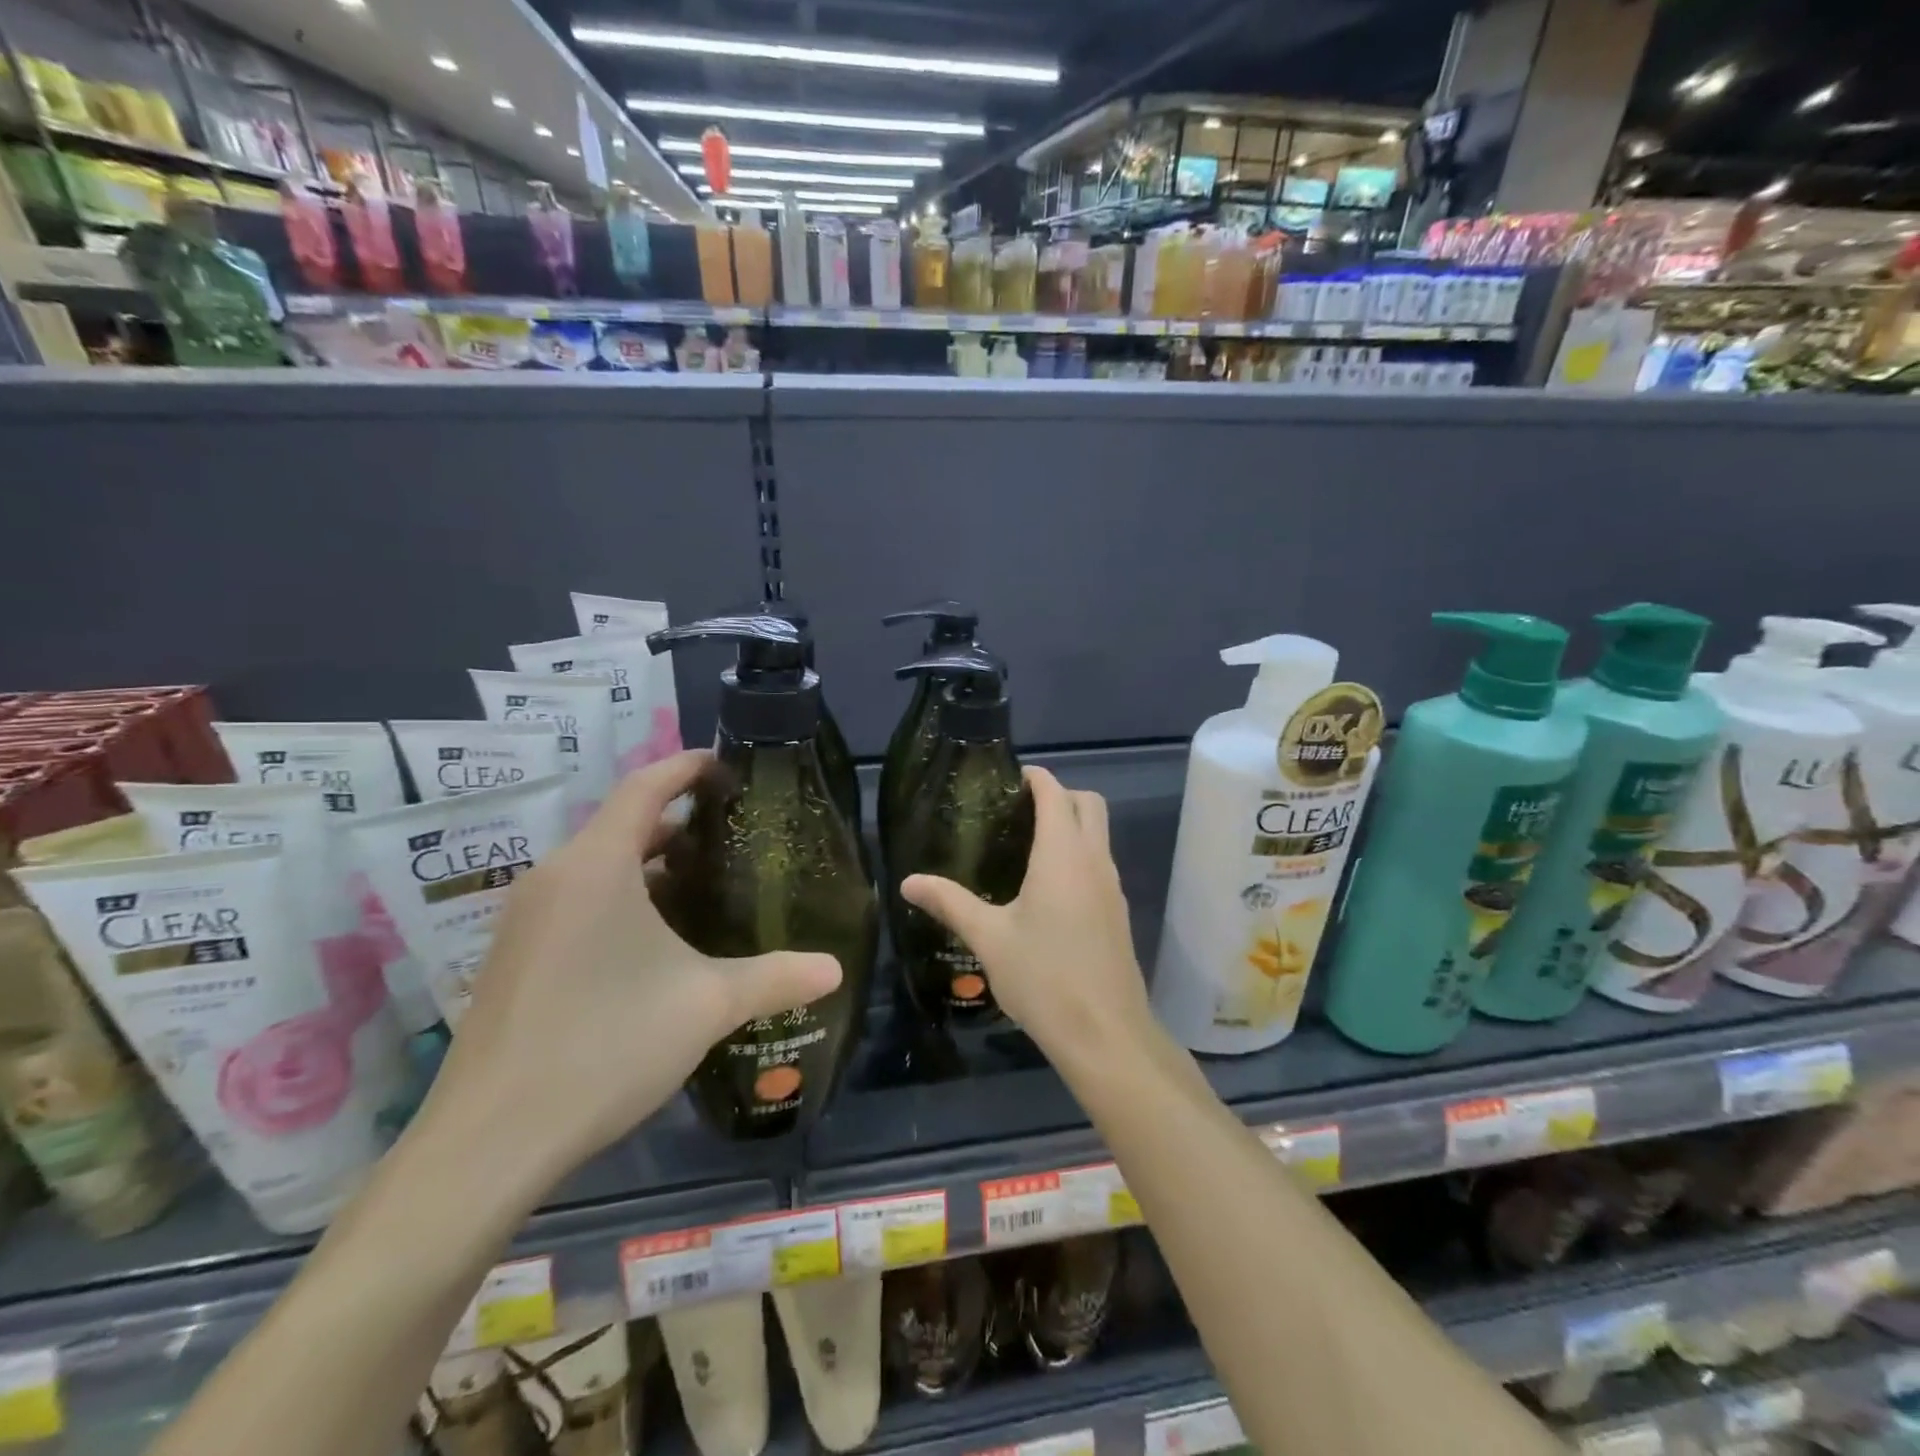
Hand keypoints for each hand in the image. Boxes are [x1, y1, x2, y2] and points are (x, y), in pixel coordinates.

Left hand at [424, 751, 842, 1187]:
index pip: (644, 786)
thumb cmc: (604, 1045)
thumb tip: (835, 969)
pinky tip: (656, 939)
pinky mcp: (514, 957)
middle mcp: (554, 878)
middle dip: (677, 819)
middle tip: (733, 831)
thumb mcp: (706, 1005)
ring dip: (649, 862)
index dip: (686, 767)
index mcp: (595, 865)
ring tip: (704, 880)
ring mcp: (526, 919)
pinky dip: (621, 896)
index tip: (727, 765)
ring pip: (598, 865)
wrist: (488, 1142)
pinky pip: (577, 900)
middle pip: (621, 823)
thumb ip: (775, 978)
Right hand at [902, 766, 1150, 1067]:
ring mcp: (1112, 886)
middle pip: (1088, 803)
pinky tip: (1048, 889)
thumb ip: (949, 903)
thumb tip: (908, 882)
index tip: (1005, 780)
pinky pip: (1101, 863)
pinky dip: (1079, 854)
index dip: (1034, 777)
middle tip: (1017, 811)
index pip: (1055, 792)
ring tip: (1026, 846)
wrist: (1105, 1034)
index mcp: (1062, 854)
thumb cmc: (1044, 977)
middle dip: (1058, 794)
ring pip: (1099, 834)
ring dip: (1072, 824)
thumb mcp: (989, 938)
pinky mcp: (1118, 912)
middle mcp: (1094, 860)